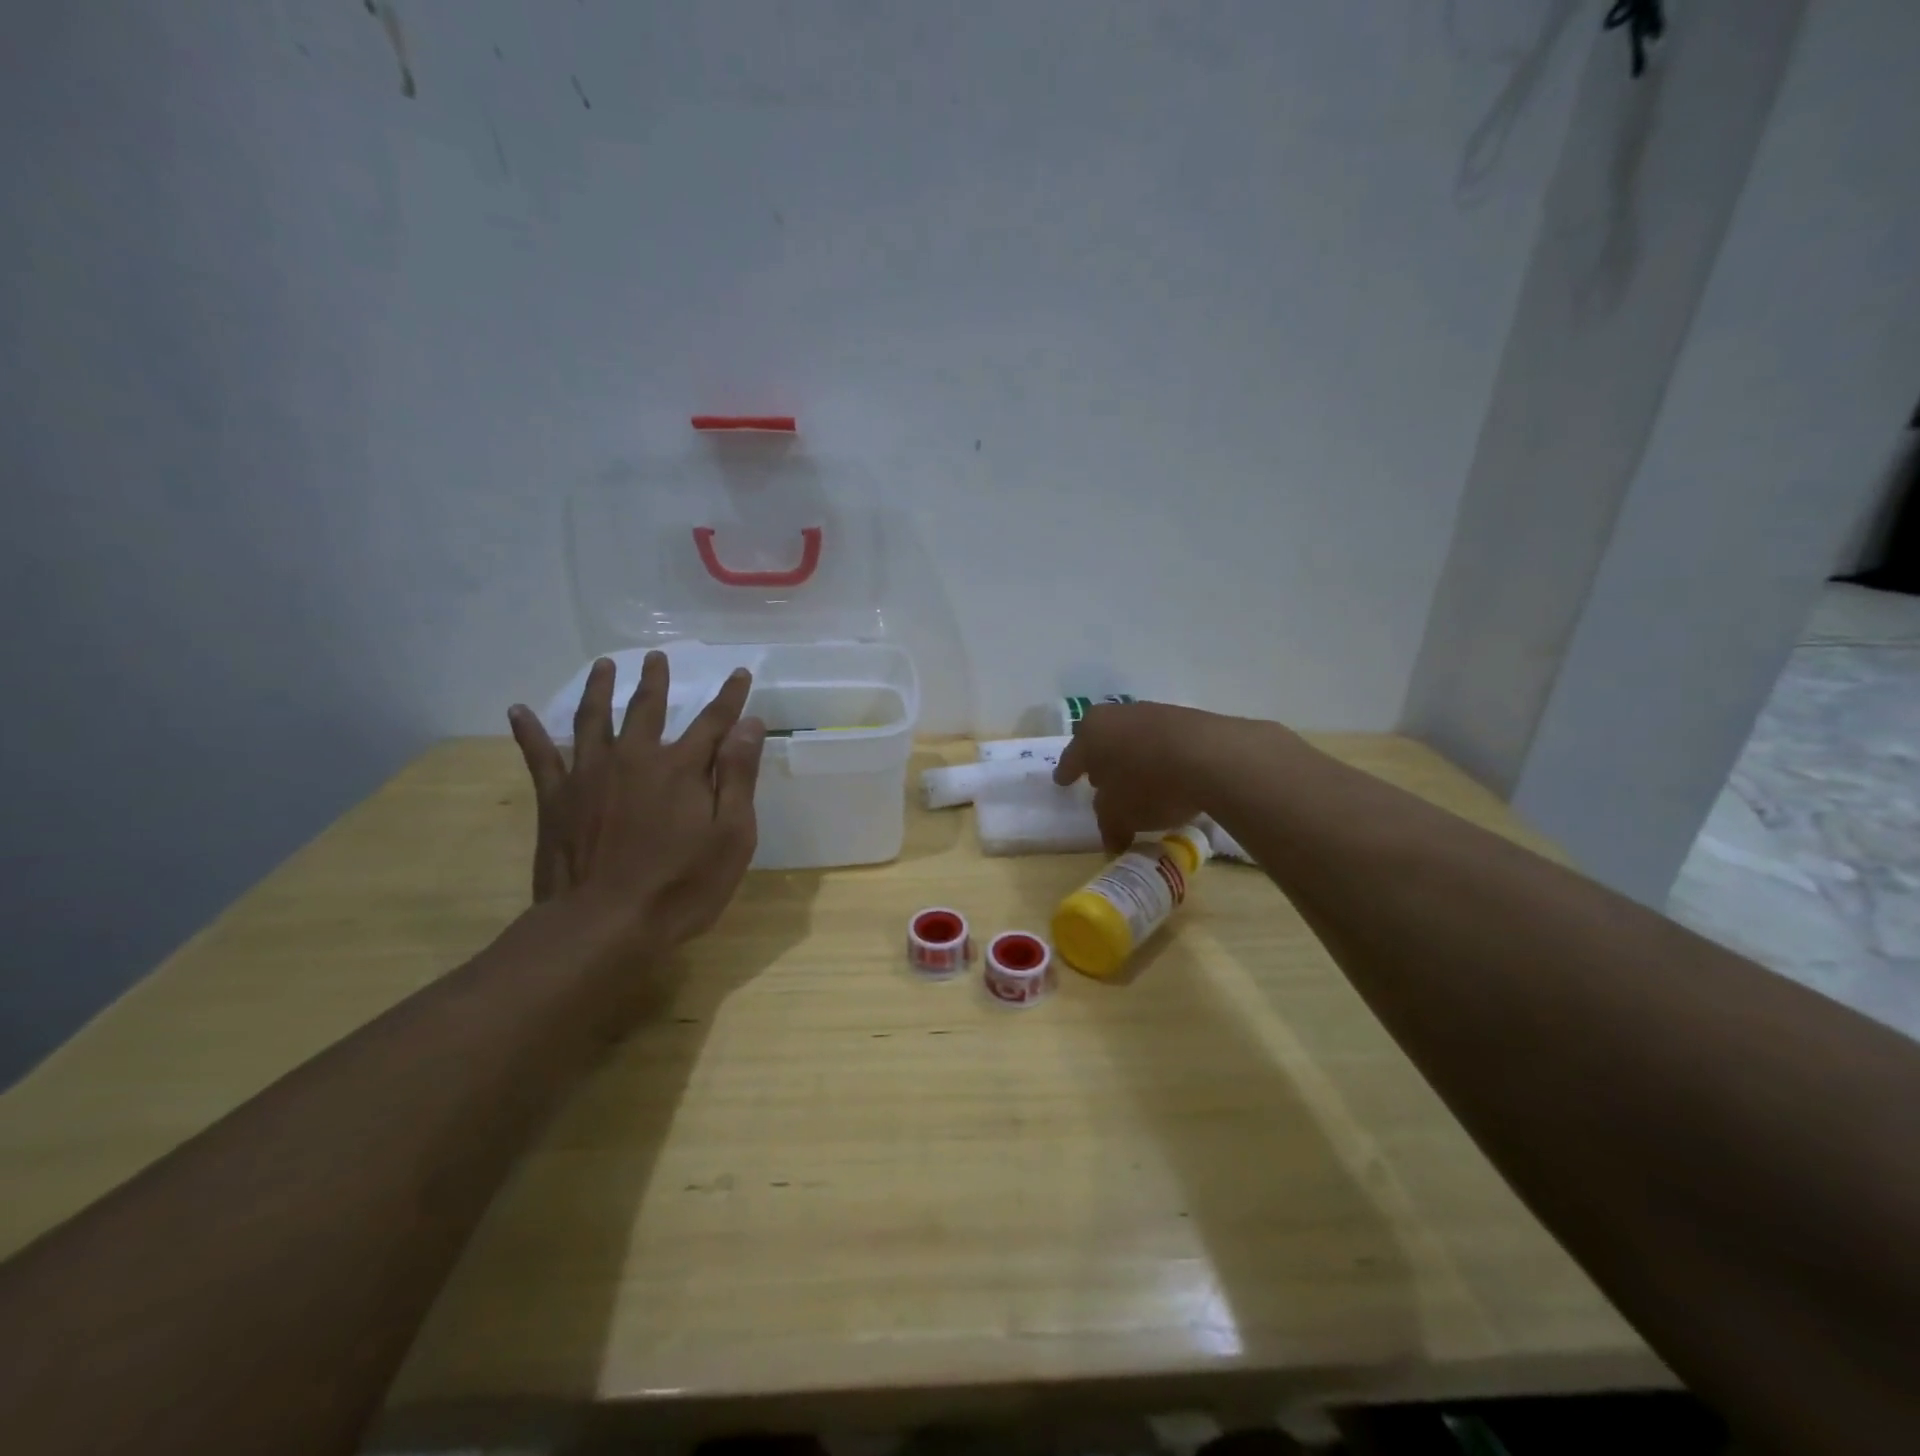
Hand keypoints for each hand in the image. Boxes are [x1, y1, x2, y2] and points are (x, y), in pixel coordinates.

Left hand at [507, 653, 765, 958]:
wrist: (603, 924)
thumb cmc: (681, 886)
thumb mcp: (731, 836)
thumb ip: (737, 777)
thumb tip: (749, 725)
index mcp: (682, 768)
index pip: (714, 722)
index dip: (730, 697)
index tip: (739, 672)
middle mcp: (635, 758)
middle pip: (648, 709)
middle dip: (656, 681)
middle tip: (657, 657)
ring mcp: (590, 775)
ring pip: (594, 719)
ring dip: (600, 689)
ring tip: (603, 665)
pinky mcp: (557, 798)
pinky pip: (539, 756)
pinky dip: (528, 732)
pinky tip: (517, 710)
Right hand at [1053, 701, 1261, 852]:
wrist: (1211, 755)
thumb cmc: (1149, 785)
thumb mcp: (1120, 815)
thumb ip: (1110, 825)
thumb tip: (1113, 840)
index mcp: (1090, 733)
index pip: (1072, 757)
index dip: (1067, 773)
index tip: (1063, 781)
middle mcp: (1116, 716)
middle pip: (1101, 740)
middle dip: (1100, 760)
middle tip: (1100, 781)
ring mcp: (1152, 712)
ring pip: (1133, 737)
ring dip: (1132, 757)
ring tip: (1139, 781)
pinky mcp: (1186, 718)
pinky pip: (1162, 741)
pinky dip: (1160, 756)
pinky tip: (1169, 775)